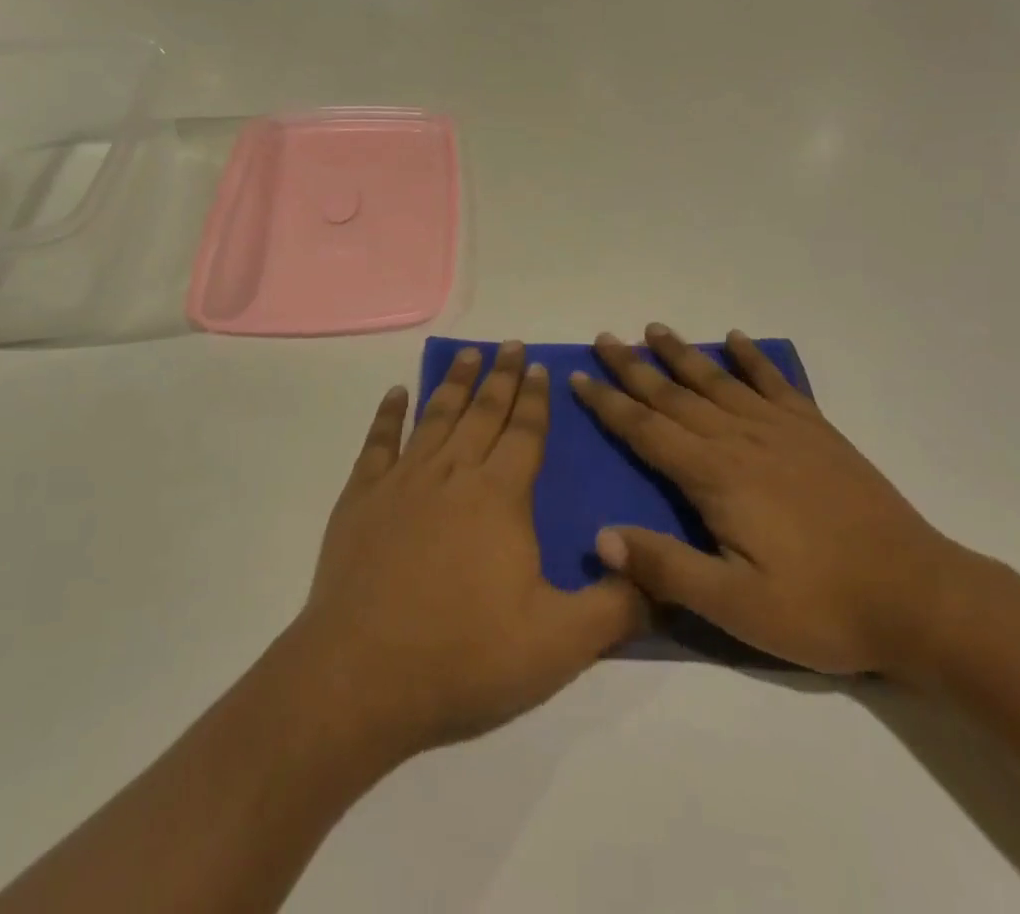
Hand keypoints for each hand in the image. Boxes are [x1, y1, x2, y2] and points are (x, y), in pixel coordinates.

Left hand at [296, 343, 645, 761]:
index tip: (539, 365)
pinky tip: (397, 393)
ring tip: (467, 354)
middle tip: (509, 344)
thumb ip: (615, 607)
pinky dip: (389, 414)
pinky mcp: (361, 497)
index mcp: (500, 497)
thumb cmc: (465, 656)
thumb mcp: (559, 644)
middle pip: (483, 412)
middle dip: (500, 376)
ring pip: (436, 417)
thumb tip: (658, 576)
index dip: (535, 398)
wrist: (363, 676)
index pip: (525, 433)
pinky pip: (378, 442)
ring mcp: (403, 481)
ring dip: (454, 383)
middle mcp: (453, 474)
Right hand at [572, 324, 967, 676]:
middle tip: (604, 338)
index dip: (608, 403)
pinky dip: (753, 358)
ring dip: (682, 354)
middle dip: (633, 367)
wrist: (919, 597)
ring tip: (654, 329)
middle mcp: (740, 439)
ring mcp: (781, 430)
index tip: (578, 375)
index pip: (645, 430)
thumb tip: (601, 537)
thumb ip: (667, 568)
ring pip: (717, 381)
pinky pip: (776, 383)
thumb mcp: (737, 606)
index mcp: (715, 476)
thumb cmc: (821, 606)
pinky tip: (737, 339)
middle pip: (674, 395)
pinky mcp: (816, 431)